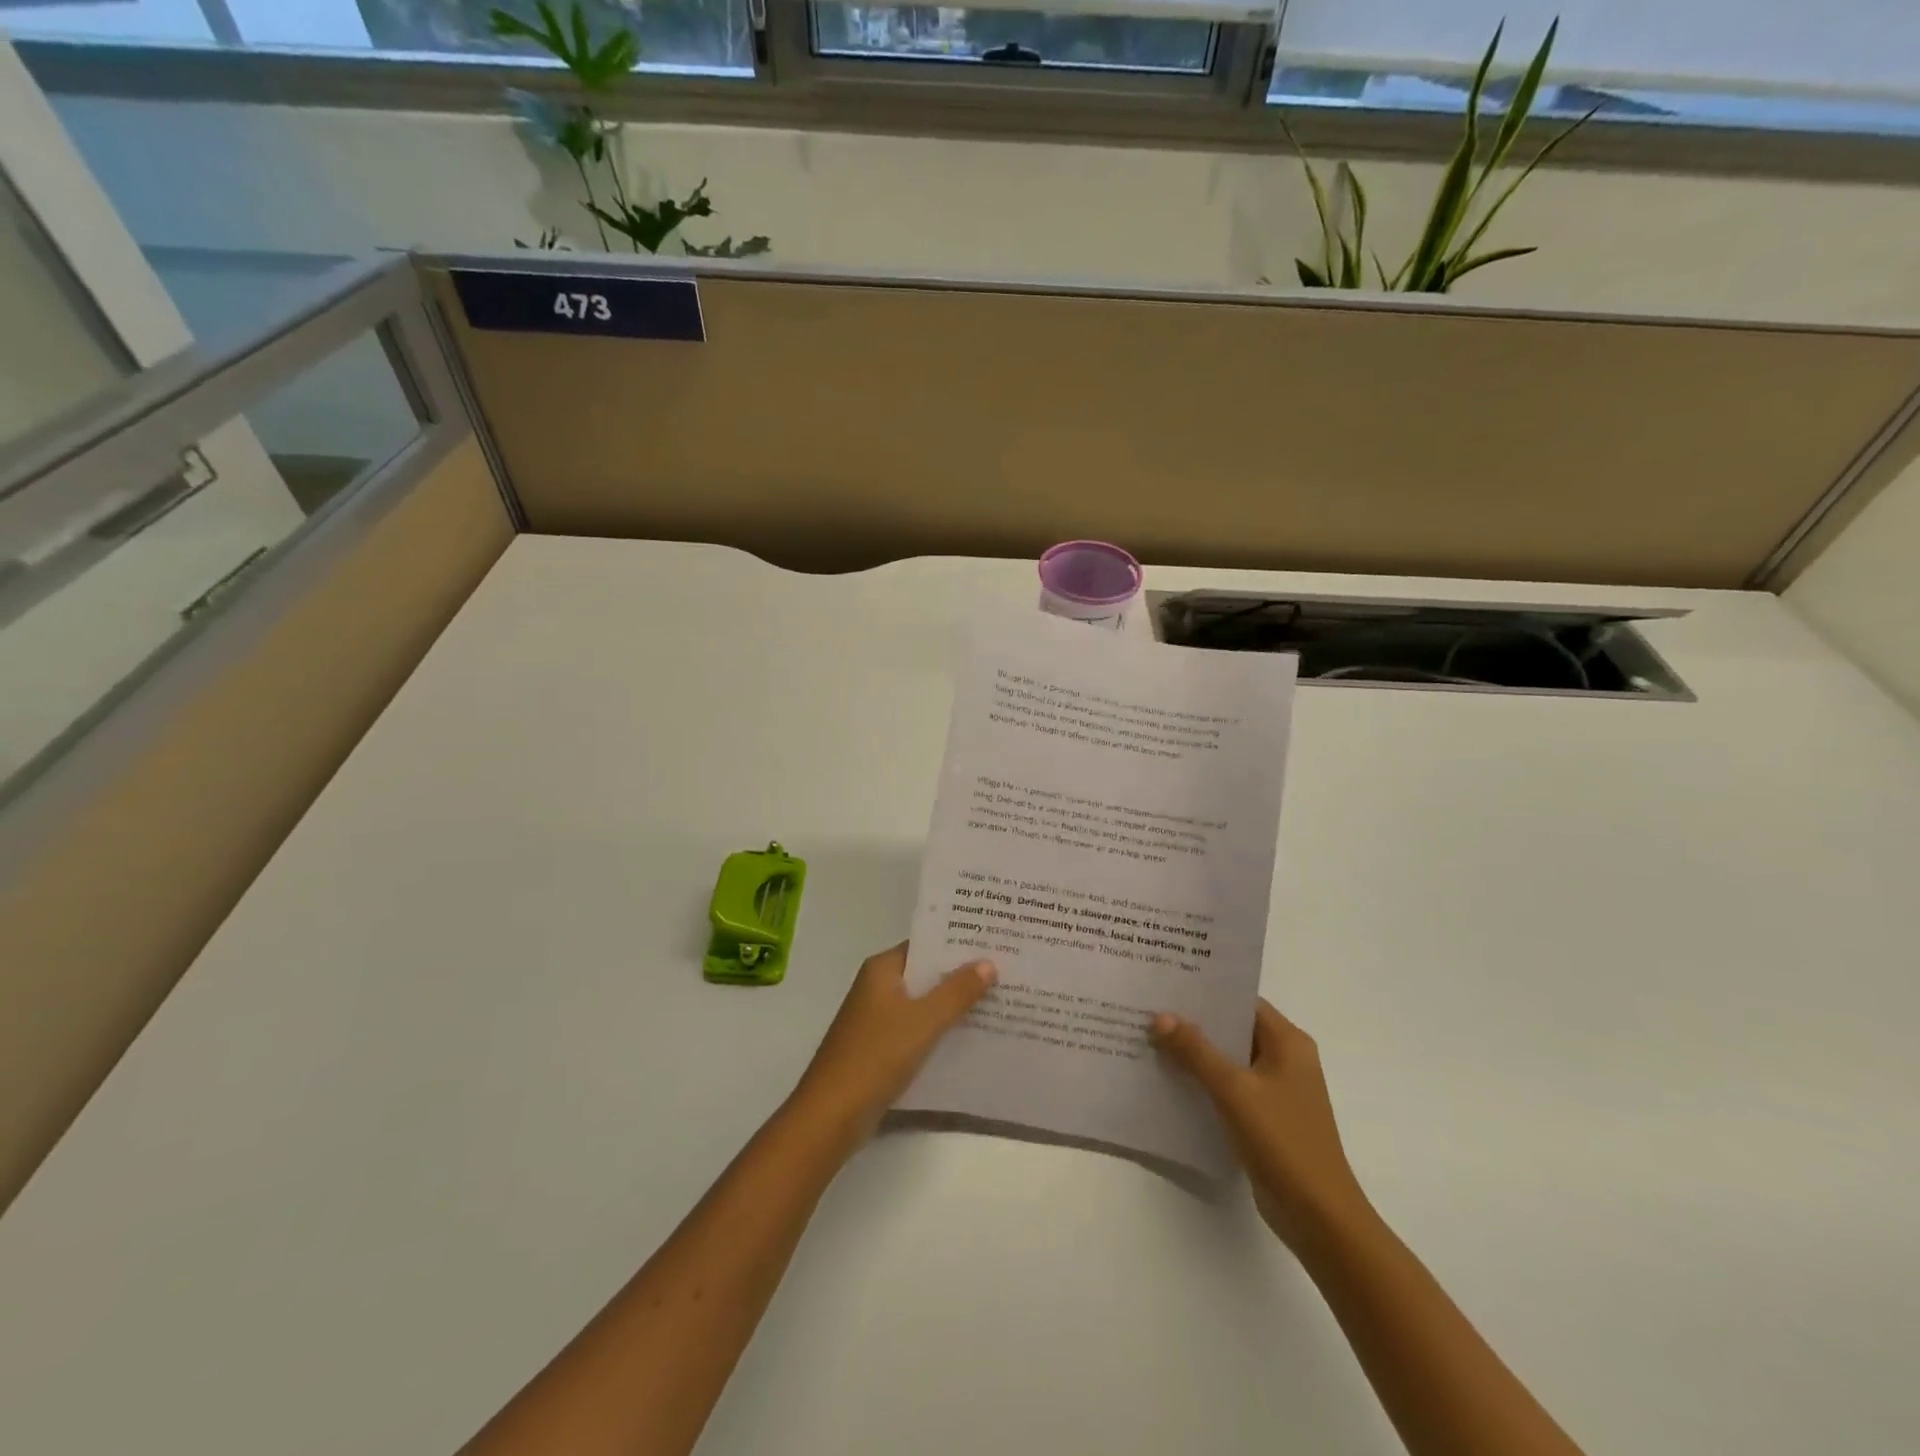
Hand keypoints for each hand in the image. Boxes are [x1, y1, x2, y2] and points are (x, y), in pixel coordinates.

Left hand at [789, 943, 996, 1145]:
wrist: (832, 1115)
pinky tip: (971, 1036)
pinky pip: (917, 1029)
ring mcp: (877, 1019)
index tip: (993, 942)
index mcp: (882, 969)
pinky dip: (940, 1029)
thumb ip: (957, 991)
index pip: (925, 945)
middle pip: (926, 974)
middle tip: (1006, 970)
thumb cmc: (876, 1056)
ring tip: (998, 1000)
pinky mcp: (880, 1048)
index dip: (958, 944)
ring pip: (923, 1003)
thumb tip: (988, 962)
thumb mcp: (924, 1020)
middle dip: (961, 975)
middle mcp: (877, 987)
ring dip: (953, 1004)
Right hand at [1151, 1000, 1369, 1248]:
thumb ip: (1196, 1051)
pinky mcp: (1265, 1117)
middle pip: (1233, 1029)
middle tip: (1149, 1008)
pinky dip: (1203, 1081)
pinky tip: (1169, 1079)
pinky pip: (1229, 1087)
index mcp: (1288, 1042)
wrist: (1319, 1217)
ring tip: (1150, 1039)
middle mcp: (1285, 1059)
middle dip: (1194, 1022)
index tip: (1167, 983)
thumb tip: (1160, 1017)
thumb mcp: (1234, 1090)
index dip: (1207, 992)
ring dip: (1195, 1053)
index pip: (1242, 1001)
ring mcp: (1276, 1090)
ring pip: (1228, 1059)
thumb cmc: (1283, 1141)